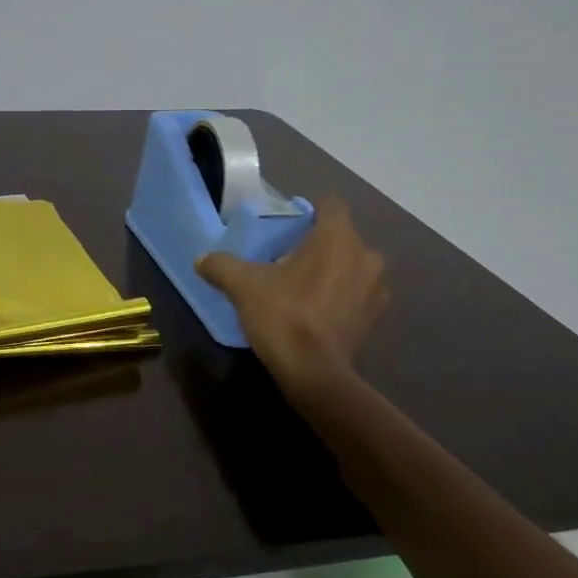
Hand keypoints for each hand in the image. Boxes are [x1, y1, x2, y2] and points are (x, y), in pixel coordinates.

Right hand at [195, 197, 387, 395]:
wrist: (314, 372)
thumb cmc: (283, 315)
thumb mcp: (242, 286)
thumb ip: (221, 266)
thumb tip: (201, 259)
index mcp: (337, 238)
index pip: (330, 204)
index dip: (309, 210)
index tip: (288, 225)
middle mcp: (365, 256)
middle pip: (342, 236)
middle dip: (319, 243)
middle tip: (289, 258)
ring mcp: (376, 288)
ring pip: (353, 265)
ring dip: (335, 270)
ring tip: (304, 286)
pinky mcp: (376, 317)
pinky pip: (358, 294)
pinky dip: (342, 296)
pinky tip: (318, 311)